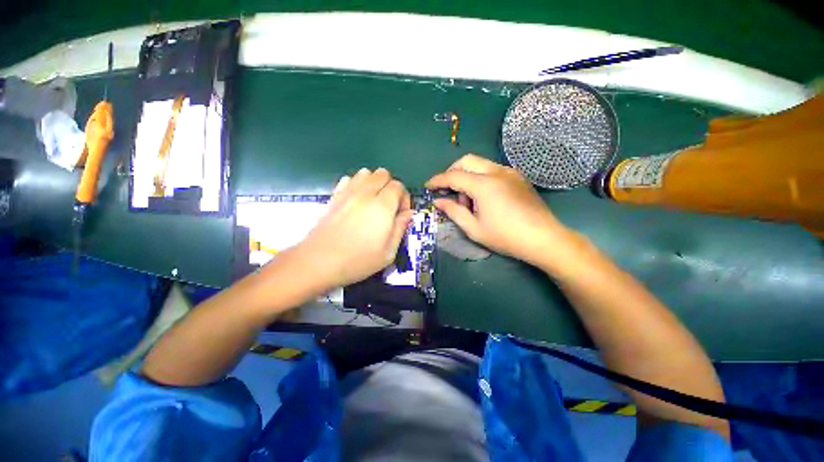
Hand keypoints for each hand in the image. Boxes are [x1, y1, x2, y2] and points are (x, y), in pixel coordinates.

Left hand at [294, 168, 412, 291]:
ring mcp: (347, 192)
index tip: (400, 214)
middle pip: (383, 174)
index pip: (399, 186)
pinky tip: (356, 201)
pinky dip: (357, 184)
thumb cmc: (358, 260)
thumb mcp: (388, 252)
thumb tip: (408, 213)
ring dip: (374, 183)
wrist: (318, 261)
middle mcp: (366, 193)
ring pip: (366, 173)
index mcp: (382, 206)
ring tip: (373, 202)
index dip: (404, 198)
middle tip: (389, 207)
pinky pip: (349, 179)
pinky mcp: (334, 196)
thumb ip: (401, 228)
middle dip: (391, 187)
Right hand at [426, 154, 574, 267]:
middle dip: (452, 172)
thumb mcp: (473, 228)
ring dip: (467, 176)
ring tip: (469, 201)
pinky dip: (480, 178)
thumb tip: (437, 201)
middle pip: (466, 161)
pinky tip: (484, 197)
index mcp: (484, 184)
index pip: (453, 176)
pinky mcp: (517, 177)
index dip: (437, 180)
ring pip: (480, 164)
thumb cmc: (505, 237)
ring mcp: (509, 172)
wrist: (544, 239)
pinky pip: (492, 170)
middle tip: (447, 191)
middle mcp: (496, 171)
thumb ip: (453, 211)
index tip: (428, 186)